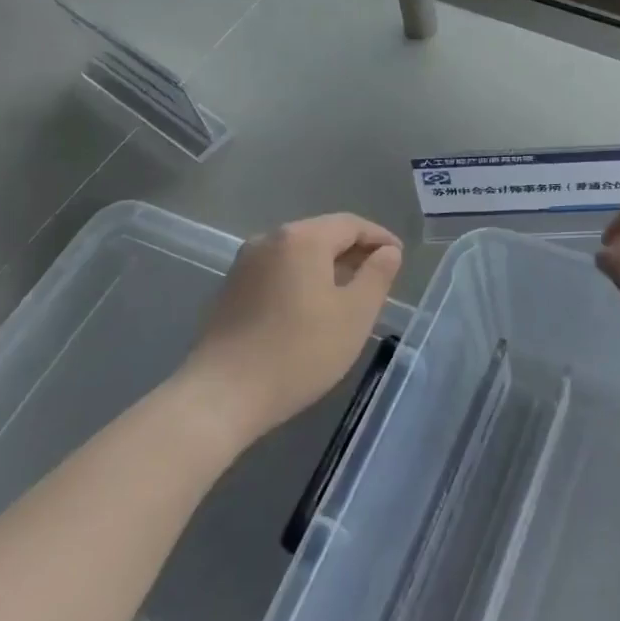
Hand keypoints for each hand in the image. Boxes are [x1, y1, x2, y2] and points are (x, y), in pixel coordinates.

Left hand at [184, 214, 402, 442]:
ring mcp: (245, 263)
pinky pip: (278, 271)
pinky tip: (312, 308)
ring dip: (328, 267)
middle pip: (322, 234)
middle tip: (378, 276)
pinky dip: (302, 279)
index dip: (379, 238)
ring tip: (349, 293)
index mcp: (302, 238)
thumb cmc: (298, 352)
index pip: (351, 224)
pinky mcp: (231, 289)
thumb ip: (377, 276)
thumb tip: (387, 252)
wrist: (221, 396)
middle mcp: (271, 239)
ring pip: (299, 253)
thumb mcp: (354, 315)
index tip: (399, 257)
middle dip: (354, 251)